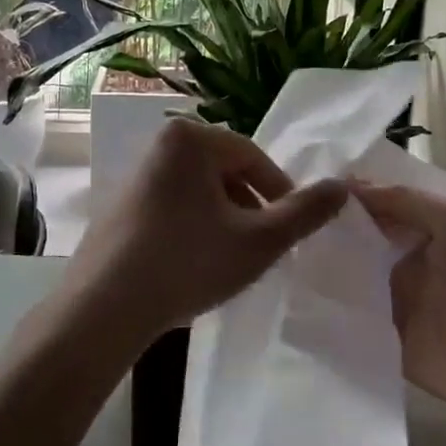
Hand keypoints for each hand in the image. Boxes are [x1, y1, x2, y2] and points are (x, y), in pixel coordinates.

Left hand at [58, 116, 347, 352]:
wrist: (103, 307)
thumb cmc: (187, 262)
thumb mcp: (258, 240)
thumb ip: (304, 212)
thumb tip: (343, 186)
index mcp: (189, 138)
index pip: (253, 156)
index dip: (280, 193)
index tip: (291, 230)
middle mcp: (158, 145)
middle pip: (225, 172)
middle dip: (251, 208)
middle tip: (263, 248)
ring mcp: (135, 175)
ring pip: (200, 192)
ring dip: (225, 221)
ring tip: (232, 261)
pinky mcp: (120, 205)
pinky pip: (173, 206)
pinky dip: (194, 228)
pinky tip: (195, 265)